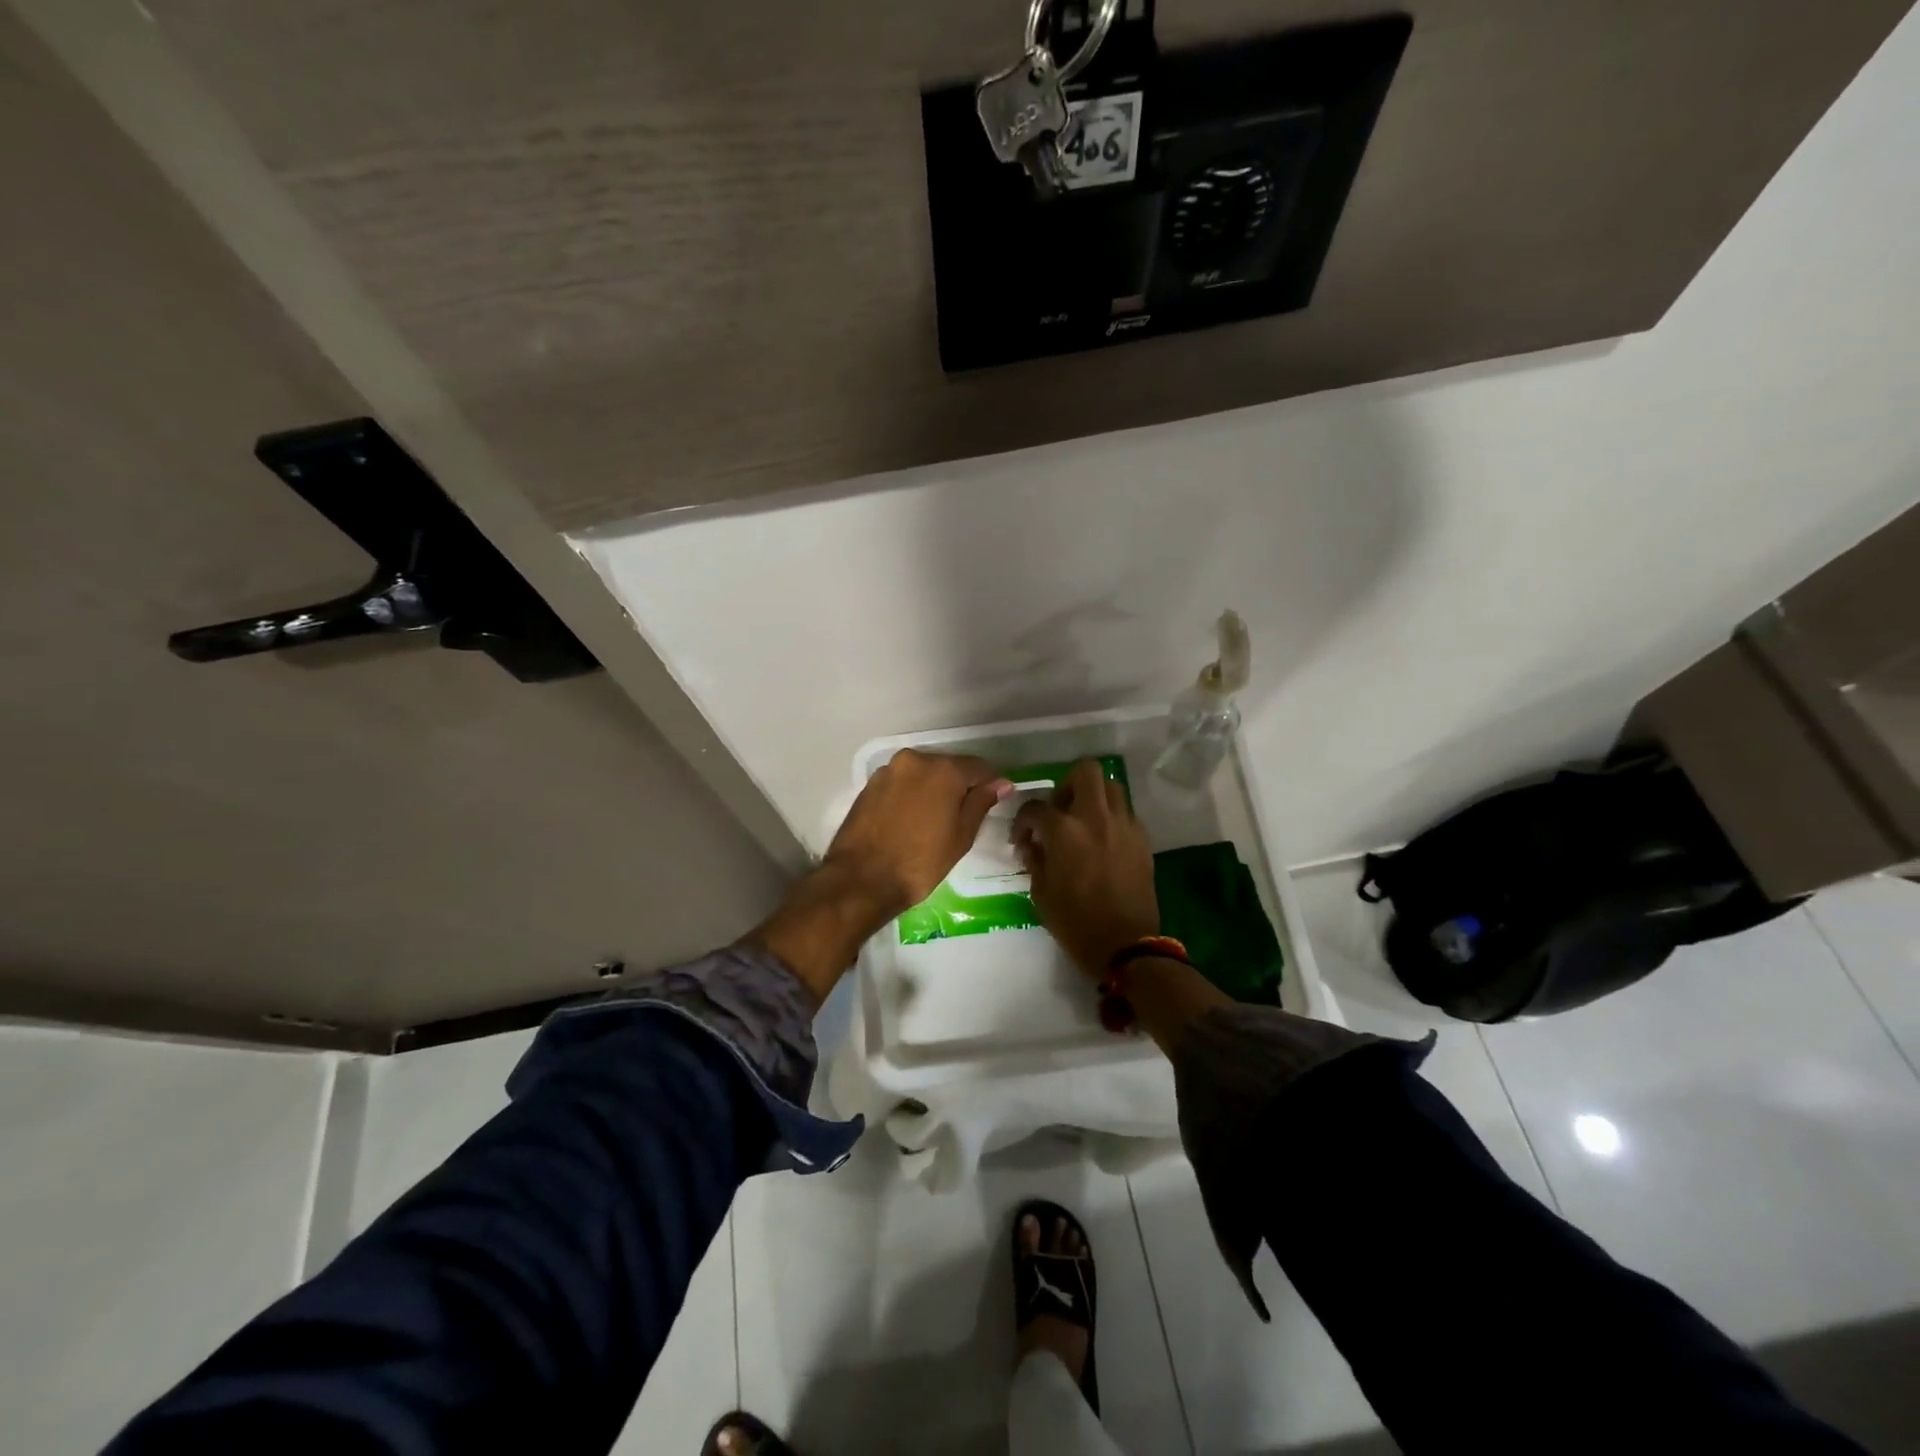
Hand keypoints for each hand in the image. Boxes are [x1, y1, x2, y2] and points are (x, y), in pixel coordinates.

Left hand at [746, 750, 1010, 1002]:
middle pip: (948, 767)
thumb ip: (981, 803)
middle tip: (963, 816)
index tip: (993, 802)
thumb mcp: (961, 836)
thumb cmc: (920, 862)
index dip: (989, 785)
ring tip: (934, 821)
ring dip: (933, 790)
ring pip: (923, 774)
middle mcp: (915, 760)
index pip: (979, 768)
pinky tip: (911, 820)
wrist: (861, 879)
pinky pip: (902, 783)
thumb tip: (1001, 783)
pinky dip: (911, 795)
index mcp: (944, 769)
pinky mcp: (870, 784)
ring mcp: (889, 770)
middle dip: (959, 786)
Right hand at [1014, 759, 1159, 979]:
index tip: (1022, 838)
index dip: (1023, 821)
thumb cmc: (1076, 923)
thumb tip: (1030, 844)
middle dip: (1067, 785)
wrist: (1126, 946)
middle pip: (1085, 772)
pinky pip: (1125, 812)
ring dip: (1093, 797)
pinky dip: (1111, 817)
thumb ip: (1034, 860)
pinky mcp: (1142, 839)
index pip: (1036, 807)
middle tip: (1060, 810)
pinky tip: (1103, 841)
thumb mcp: (1041, 893)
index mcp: (1064, 831)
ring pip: (1111, 787)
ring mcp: (1123, 825)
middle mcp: (1096, 818)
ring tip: (1083, 821)